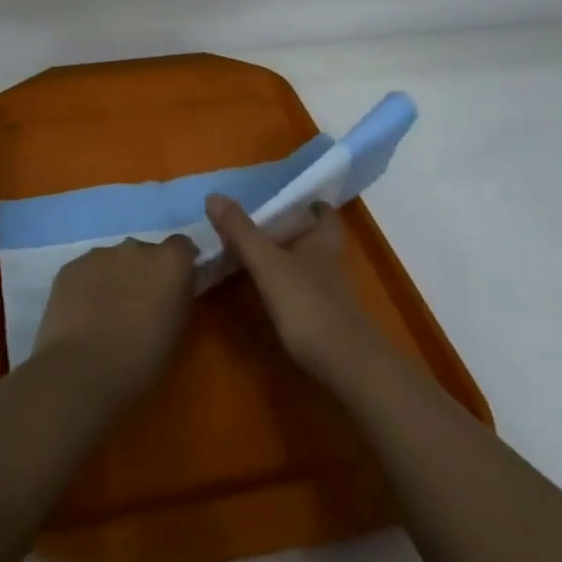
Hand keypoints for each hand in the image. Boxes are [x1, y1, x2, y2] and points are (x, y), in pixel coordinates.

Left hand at [32, 235, 197, 408]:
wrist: (82, 372)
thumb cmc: (142, 362)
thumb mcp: (178, 332)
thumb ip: (180, 298)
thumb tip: (180, 286)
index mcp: (169, 261)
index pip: (182, 247)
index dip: (180, 264)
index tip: (176, 287)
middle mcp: (136, 247)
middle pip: (145, 252)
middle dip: (144, 272)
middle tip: (139, 307)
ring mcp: (100, 253)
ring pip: (113, 261)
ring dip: (115, 278)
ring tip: (106, 315)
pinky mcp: (71, 266)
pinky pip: (86, 272)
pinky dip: (88, 287)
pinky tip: (83, 317)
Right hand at [206, 194, 371, 387]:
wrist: (347, 366)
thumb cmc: (308, 304)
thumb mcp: (267, 264)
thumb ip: (241, 232)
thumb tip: (214, 196)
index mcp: (322, 241)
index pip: (326, 215)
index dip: (313, 206)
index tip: (295, 202)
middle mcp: (331, 263)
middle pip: (319, 240)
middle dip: (298, 233)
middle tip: (268, 229)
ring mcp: (333, 295)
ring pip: (314, 268)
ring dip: (293, 261)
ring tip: (263, 259)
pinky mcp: (330, 323)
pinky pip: (309, 295)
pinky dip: (293, 290)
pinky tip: (274, 297)